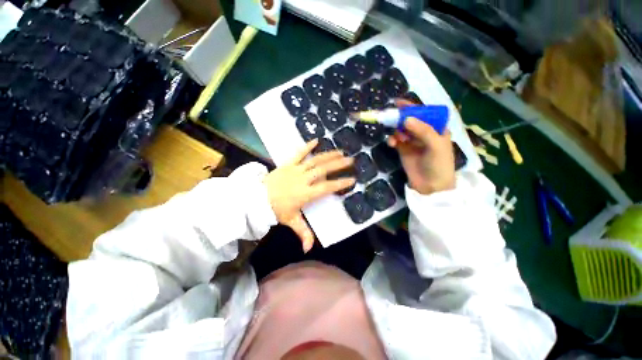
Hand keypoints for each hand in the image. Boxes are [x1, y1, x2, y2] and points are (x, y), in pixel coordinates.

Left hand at [264, 139, 355, 251]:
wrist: (256, 198)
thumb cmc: (275, 209)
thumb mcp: (290, 221)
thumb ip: (302, 233)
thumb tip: (308, 250)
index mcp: (306, 193)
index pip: (326, 187)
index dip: (340, 183)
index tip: (352, 180)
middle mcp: (303, 179)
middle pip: (323, 170)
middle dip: (338, 164)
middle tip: (351, 160)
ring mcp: (295, 169)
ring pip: (314, 160)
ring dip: (328, 155)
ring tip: (340, 150)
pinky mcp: (287, 164)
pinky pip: (298, 153)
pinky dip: (307, 146)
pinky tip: (316, 140)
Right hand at [387, 99, 454, 194]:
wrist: (431, 186)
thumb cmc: (439, 164)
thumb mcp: (435, 145)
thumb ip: (423, 130)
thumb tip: (406, 118)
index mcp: (437, 128)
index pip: (424, 113)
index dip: (413, 107)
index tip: (399, 103)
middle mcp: (424, 133)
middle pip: (410, 120)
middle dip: (401, 118)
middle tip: (390, 117)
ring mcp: (412, 141)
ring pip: (401, 130)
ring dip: (396, 130)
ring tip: (397, 138)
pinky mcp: (403, 150)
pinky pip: (395, 140)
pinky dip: (392, 140)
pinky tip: (392, 143)